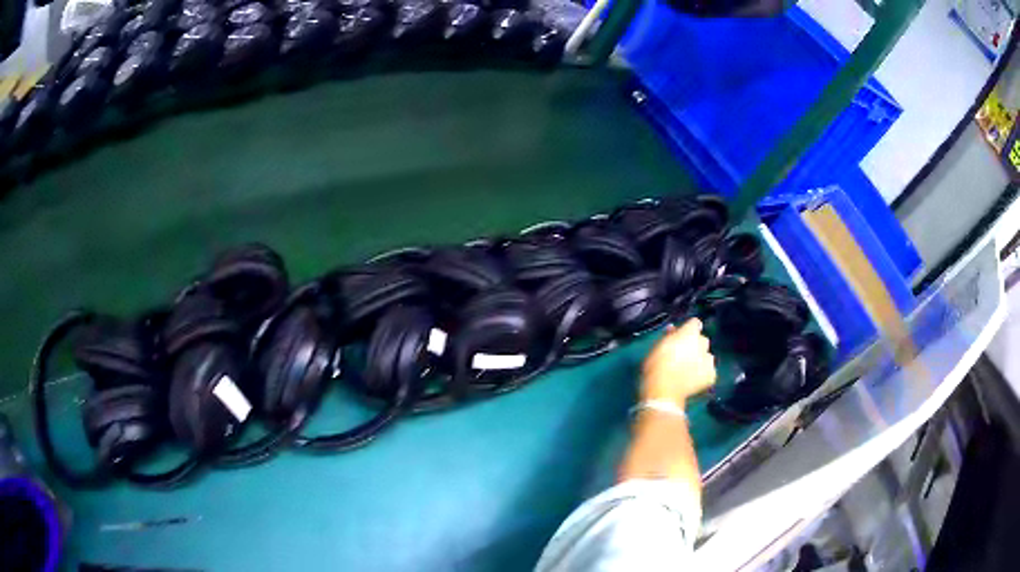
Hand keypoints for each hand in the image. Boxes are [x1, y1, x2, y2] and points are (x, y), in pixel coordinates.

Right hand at [641, 318, 715, 406]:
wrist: (663, 390)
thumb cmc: (656, 366)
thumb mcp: (657, 346)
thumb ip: (669, 336)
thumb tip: (673, 329)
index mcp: (689, 332)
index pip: (694, 323)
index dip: (688, 329)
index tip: (681, 336)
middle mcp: (703, 342)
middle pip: (702, 340)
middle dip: (695, 345)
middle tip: (684, 354)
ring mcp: (709, 359)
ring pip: (707, 356)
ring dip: (701, 360)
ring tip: (690, 370)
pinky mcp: (712, 375)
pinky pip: (709, 371)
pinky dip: (704, 375)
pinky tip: (694, 380)